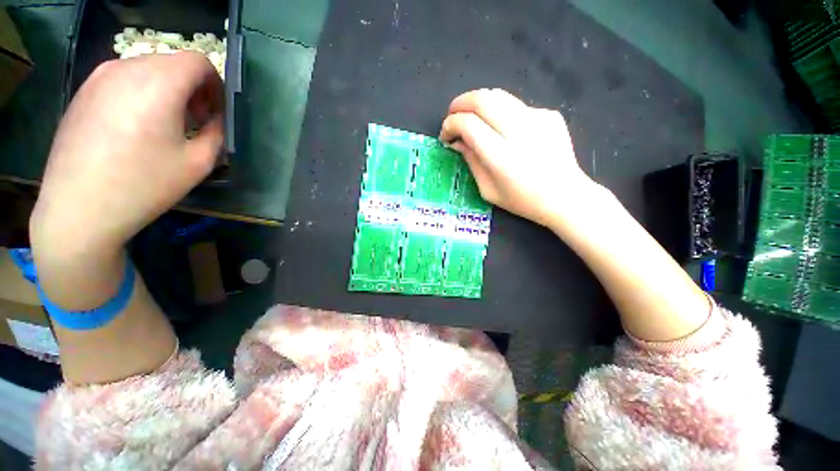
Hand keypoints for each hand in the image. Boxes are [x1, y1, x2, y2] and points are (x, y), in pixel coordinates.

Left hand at [30, 52, 222, 258]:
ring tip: (166, 125)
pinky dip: (140, 94)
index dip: (214, 84)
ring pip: (147, 70)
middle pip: (172, 64)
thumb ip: (216, 133)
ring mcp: (99, 78)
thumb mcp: (199, 163)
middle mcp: (127, 68)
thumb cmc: (144, 185)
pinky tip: (136, 127)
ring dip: (166, 91)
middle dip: (192, 88)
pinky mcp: (83, 92)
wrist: (79, 208)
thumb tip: (217, 119)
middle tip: (195, 121)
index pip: (198, 61)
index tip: (215, 111)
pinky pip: (123, 81)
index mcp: (159, 83)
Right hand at [440, 89, 598, 227]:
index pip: (468, 124)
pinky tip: (502, 130)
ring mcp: (537, 118)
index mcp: (501, 156)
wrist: (565, 196)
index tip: (446, 135)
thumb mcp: (488, 190)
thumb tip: (457, 142)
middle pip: (482, 99)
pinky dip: (500, 113)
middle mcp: (519, 131)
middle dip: (459, 104)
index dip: (450, 124)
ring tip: (471, 118)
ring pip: (498, 95)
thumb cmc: (523, 201)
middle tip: (453, 116)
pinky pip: (516, 106)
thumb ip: (471, 162)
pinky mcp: (548, 115)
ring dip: (478, 103)